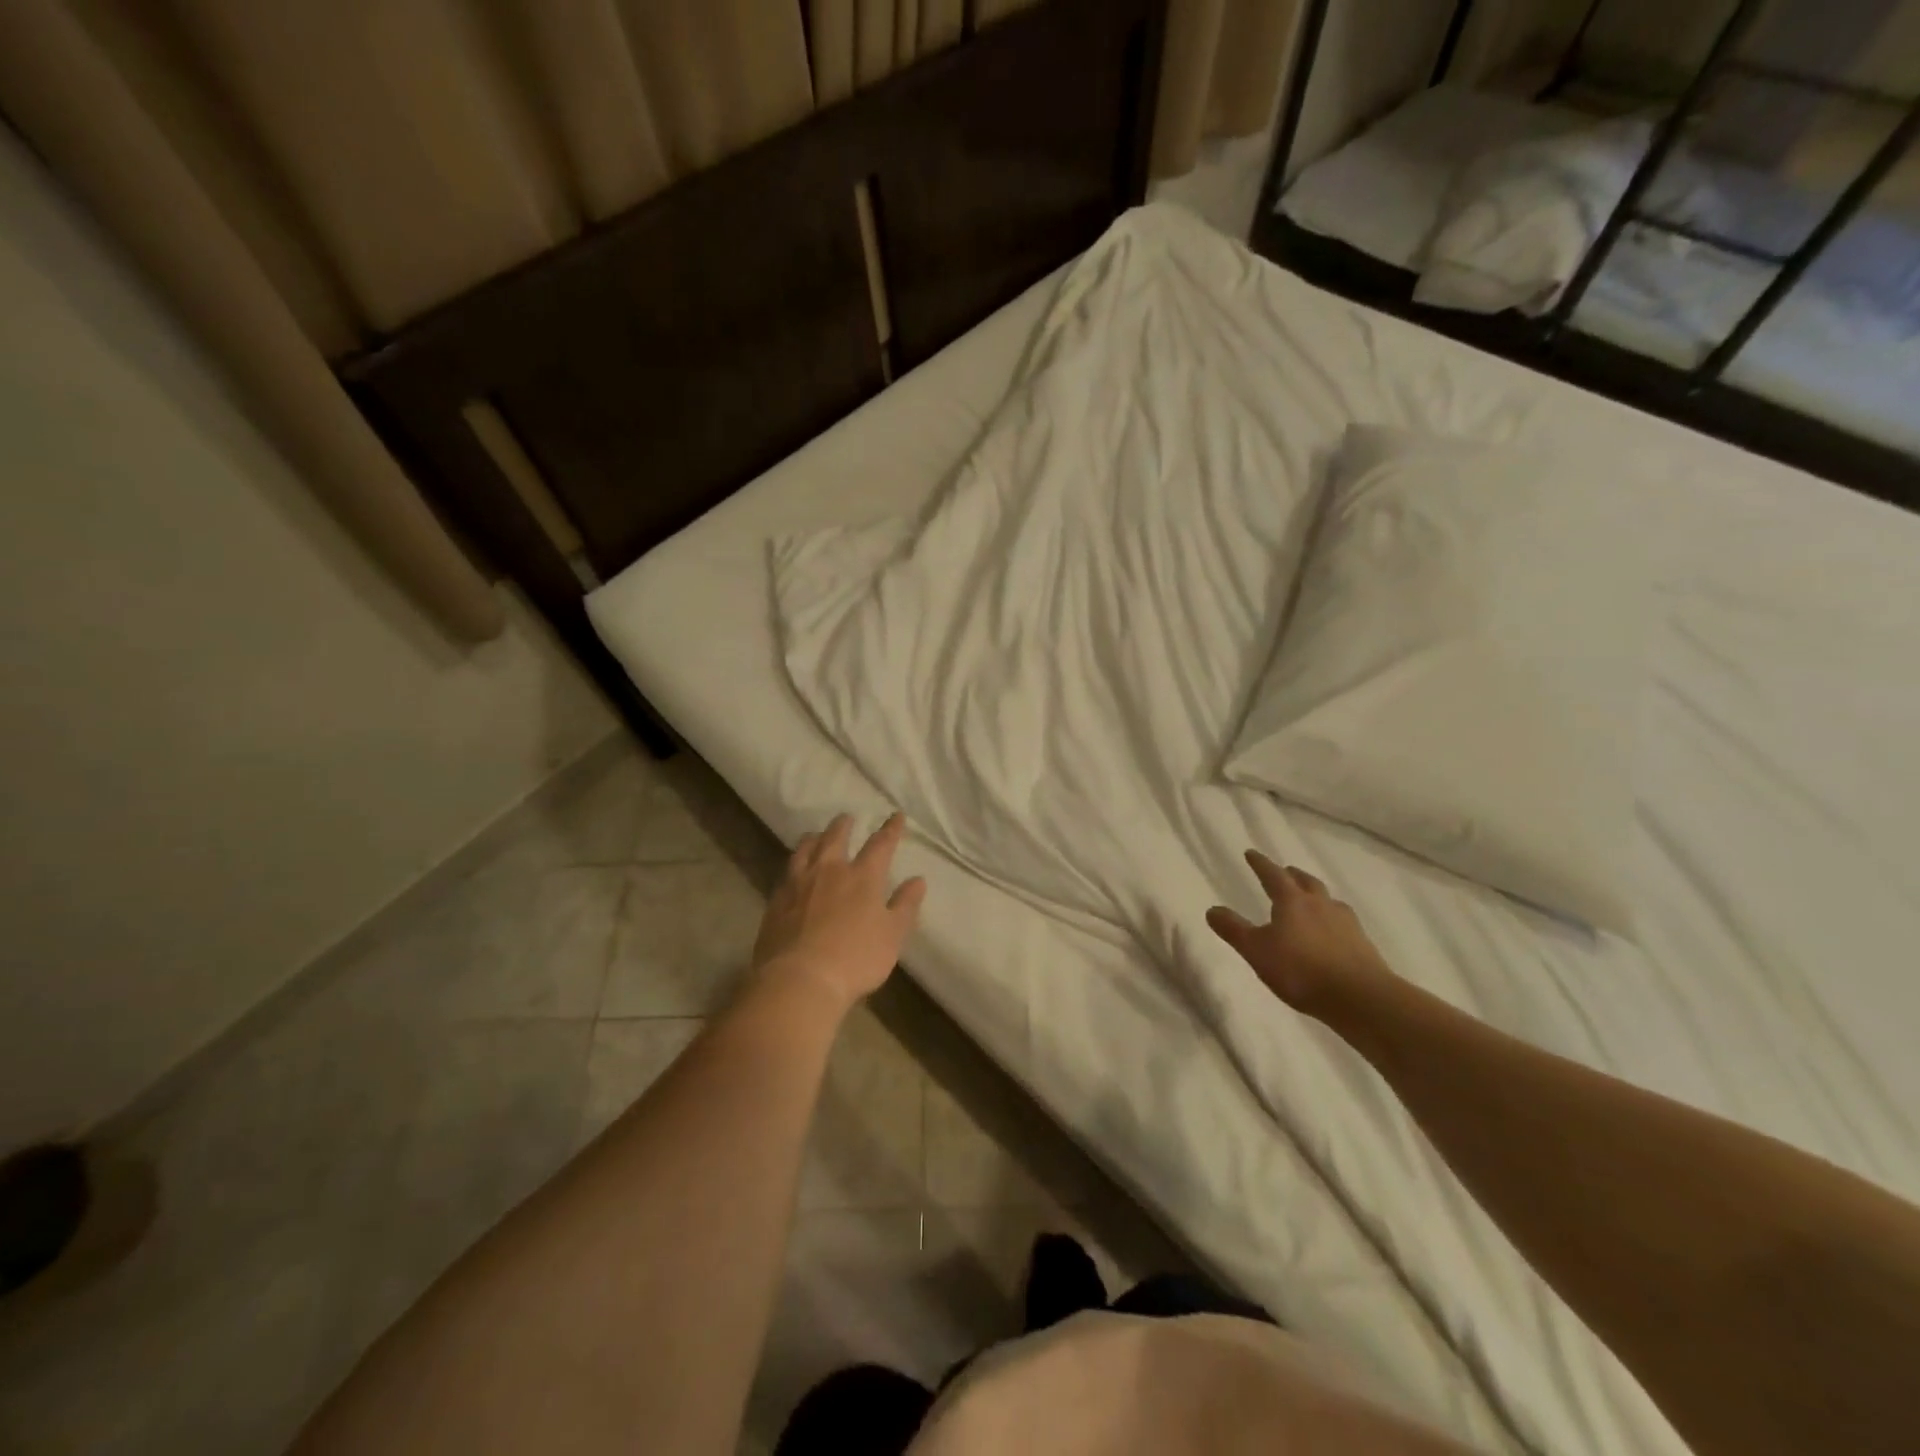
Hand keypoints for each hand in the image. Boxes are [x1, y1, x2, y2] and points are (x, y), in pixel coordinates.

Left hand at [752, 812, 926, 1012]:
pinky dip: (794, 863)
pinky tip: (793, 870)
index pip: (880, 845)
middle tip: (846, 818)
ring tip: (816, 835)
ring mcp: (799, 884)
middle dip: (843, 826)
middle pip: (835, 838)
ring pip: (805, 849)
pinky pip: (786, 872)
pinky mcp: (777, 900)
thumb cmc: (855, 958)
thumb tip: (918, 880)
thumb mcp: (892, 935)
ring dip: (814, 838)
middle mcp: (829, 871)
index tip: (896, 816)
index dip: (890, 829)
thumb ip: (905, 905)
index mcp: (862, 877)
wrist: (799, 979)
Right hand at [1207, 851, 1391, 1016]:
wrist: (1360, 997)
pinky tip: (1332, 932)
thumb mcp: (1256, 951)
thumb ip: (1233, 930)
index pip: (1273, 874)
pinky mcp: (1362, 944)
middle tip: (1285, 872)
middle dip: (1292, 875)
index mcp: (1292, 901)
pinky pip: (1343, 922)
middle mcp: (1320, 904)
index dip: (1260, 863)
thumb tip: (1211, 909)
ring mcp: (1345, 923)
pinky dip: (1332, 919)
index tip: (1251, 853)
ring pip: (1327, 900)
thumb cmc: (1300, 970)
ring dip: (1316, 895)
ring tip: (1310, 900)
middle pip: (1305, 882)